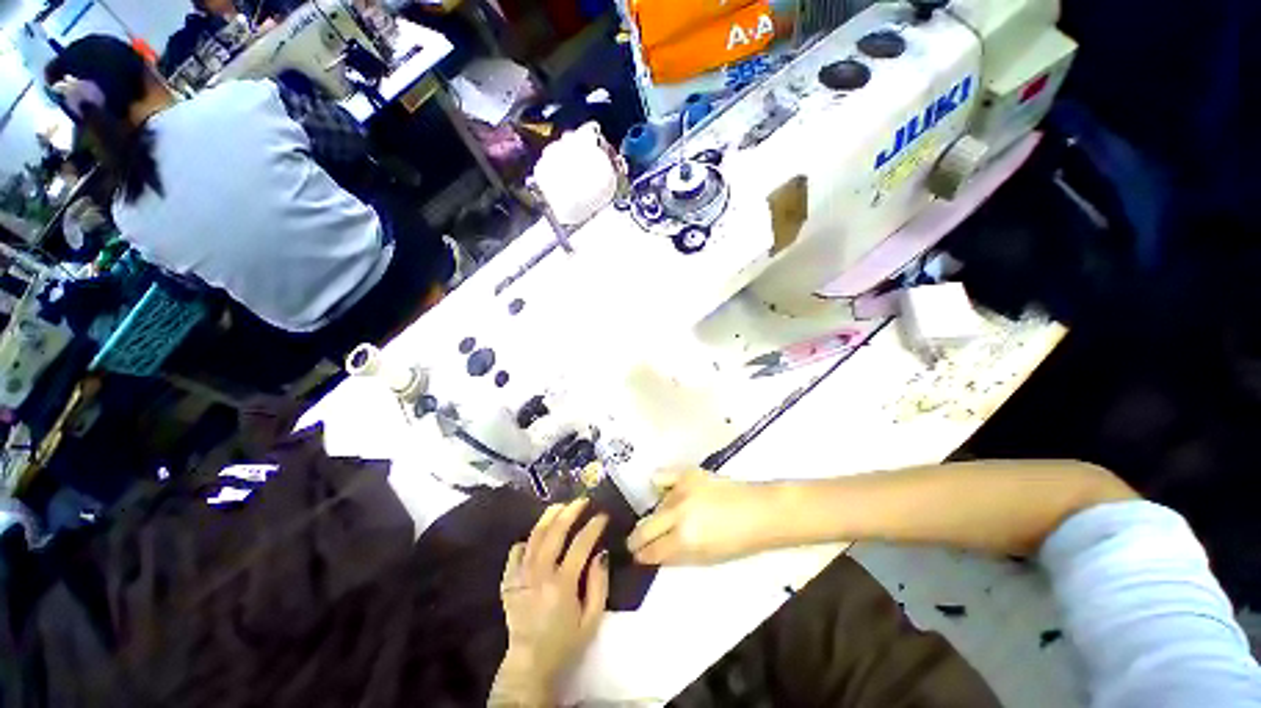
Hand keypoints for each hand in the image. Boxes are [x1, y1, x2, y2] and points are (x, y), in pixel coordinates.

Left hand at [493, 499, 608, 705]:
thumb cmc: (565, 642)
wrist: (530, 664)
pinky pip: (516, 552)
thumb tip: (601, 553)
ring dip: (549, 516)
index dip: (594, 526)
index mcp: (562, 584)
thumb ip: (599, 584)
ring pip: (534, 536)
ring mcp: (520, 576)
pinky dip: (527, 540)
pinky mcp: (508, 581)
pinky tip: (536, 536)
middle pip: (555, 531)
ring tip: (562, 505)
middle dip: (571, 511)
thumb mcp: (592, 620)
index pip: (581, 544)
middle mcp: (539, 574)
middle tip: (583, 501)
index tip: (603, 515)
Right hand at [627, 469, 781, 564]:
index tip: (637, 555)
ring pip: (655, 504)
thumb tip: (655, 553)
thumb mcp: (706, 559)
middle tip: (636, 542)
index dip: (642, 555)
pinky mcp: (687, 473)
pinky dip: (661, 486)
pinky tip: (665, 492)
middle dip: (637, 538)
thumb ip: (676, 556)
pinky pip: (662, 477)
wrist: (760, 511)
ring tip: (667, 519)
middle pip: (645, 527)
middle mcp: (678, 513)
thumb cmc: (738, 542)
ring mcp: (681, 489)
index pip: (651, 550)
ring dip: (657, 515)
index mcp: (684, 539)